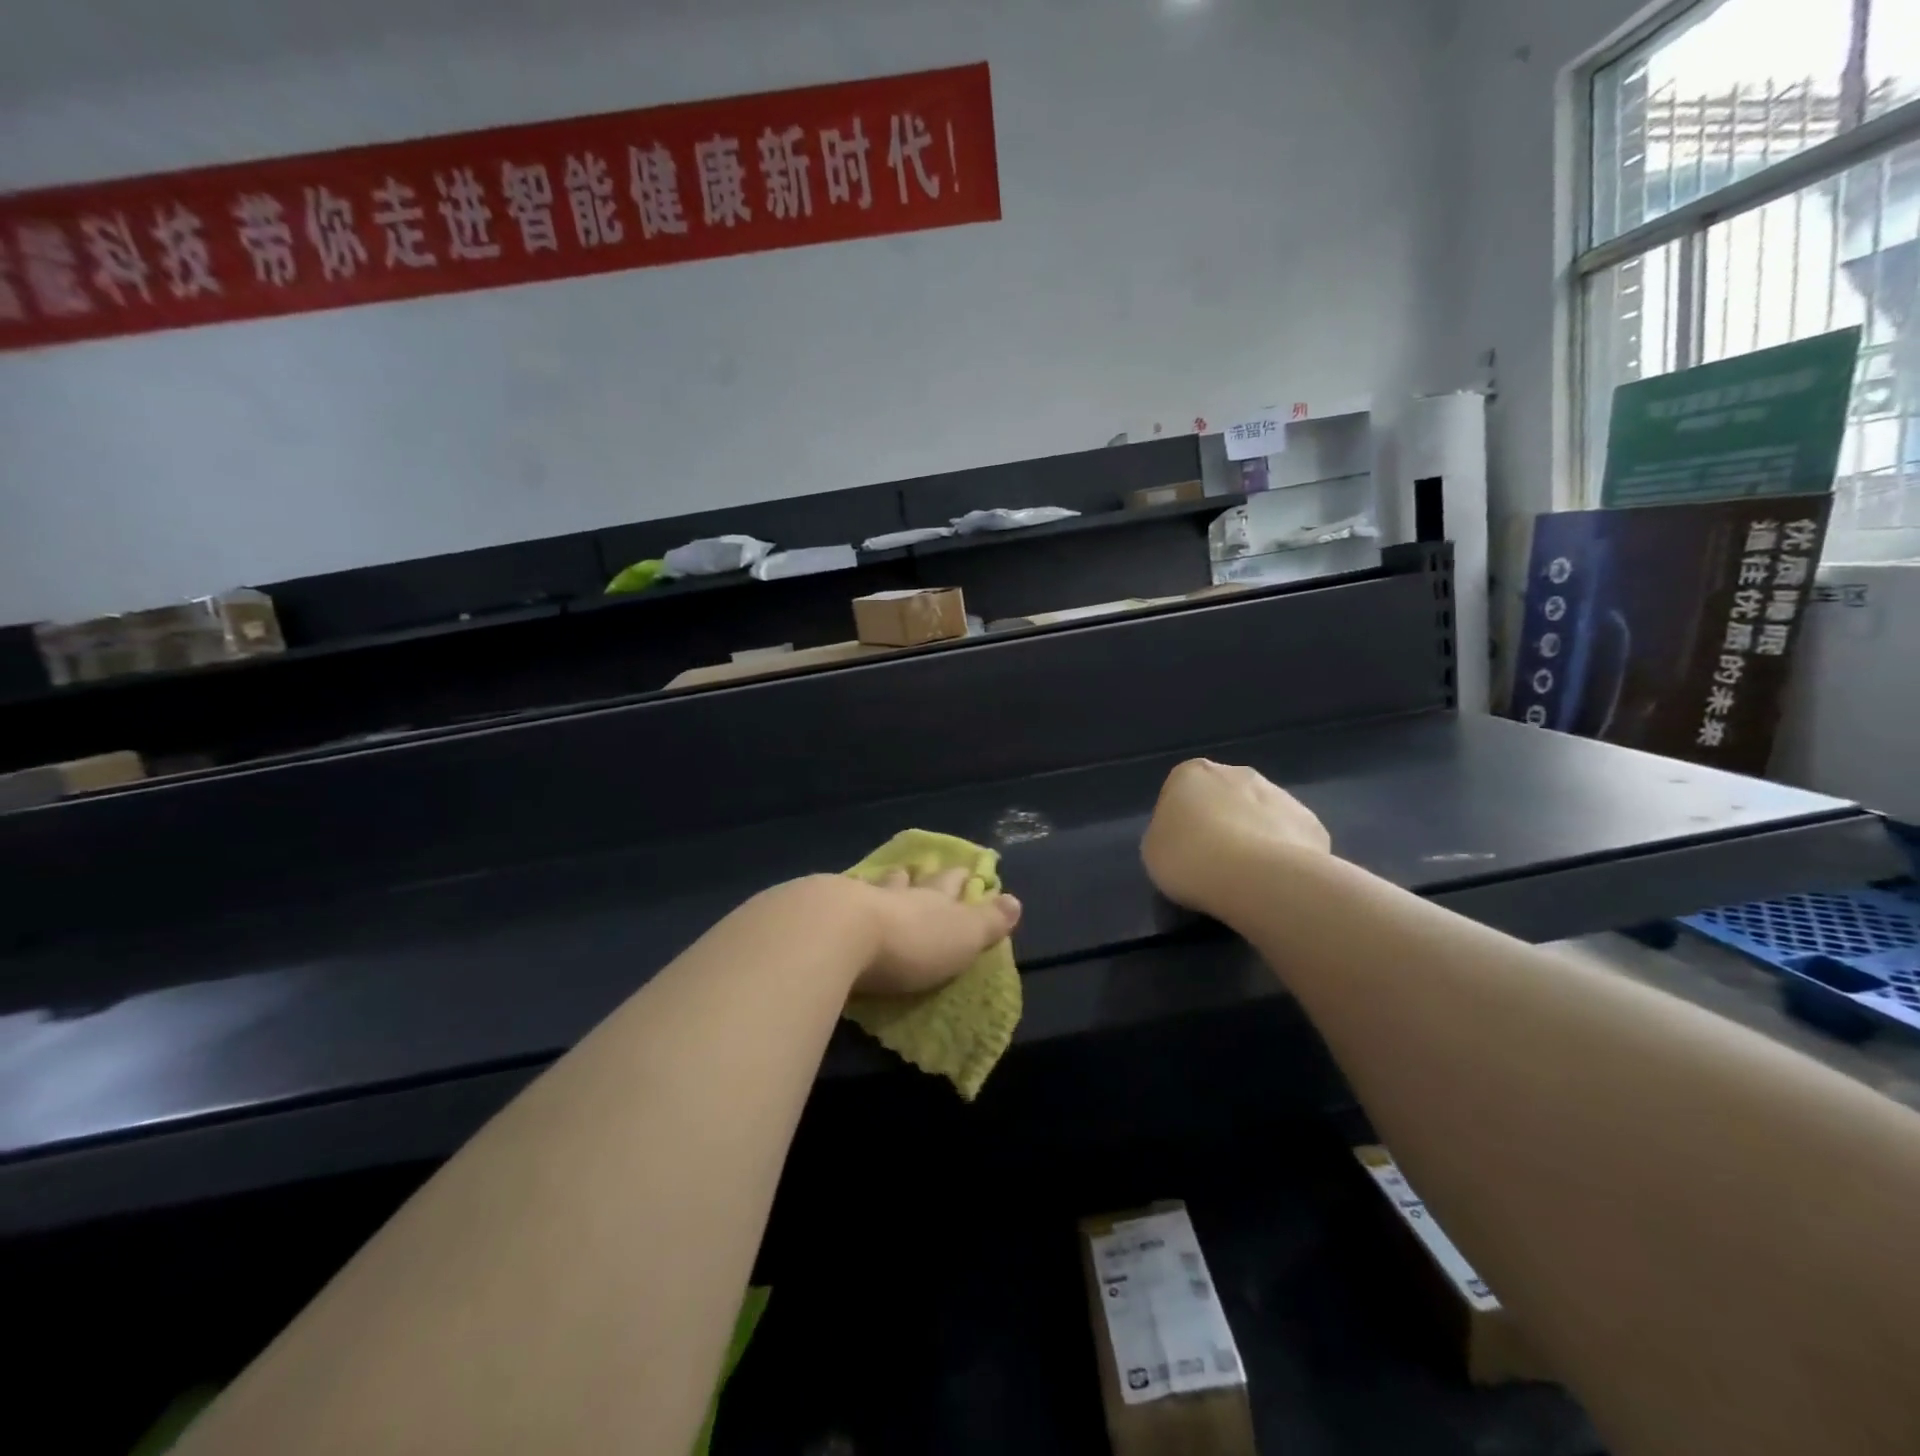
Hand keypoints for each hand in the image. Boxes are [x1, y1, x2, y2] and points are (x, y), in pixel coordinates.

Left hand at [848, 865, 1021, 997]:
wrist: (837, 933)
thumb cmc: (910, 942)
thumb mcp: (962, 936)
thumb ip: (987, 921)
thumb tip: (1015, 900)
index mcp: (932, 899)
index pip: (950, 884)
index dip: (958, 879)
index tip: (964, 871)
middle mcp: (895, 893)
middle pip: (910, 881)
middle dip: (918, 877)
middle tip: (918, 870)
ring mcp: (855, 899)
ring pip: (873, 887)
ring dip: (881, 885)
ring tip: (883, 880)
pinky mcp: (819, 914)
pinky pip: (836, 902)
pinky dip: (841, 901)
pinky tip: (835, 901)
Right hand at [1141, 759, 1329, 913]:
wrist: (1256, 878)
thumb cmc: (1189, 858)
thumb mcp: (1154, 849)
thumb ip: (1168, 833)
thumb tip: (1188, 836)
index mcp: (1192, 773)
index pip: (1180, 793)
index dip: (1179, 823)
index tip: (1181, 851)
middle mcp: (1237, 773)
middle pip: (1224, 798)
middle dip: (1221, 822)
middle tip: (1213, 862)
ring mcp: (1280, 794)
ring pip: (1260, 815)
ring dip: (1254, 837)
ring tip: (1246, 878)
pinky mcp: (1311, 823)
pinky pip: (1290, 839)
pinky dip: (1284, 855)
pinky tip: (1275, 881)